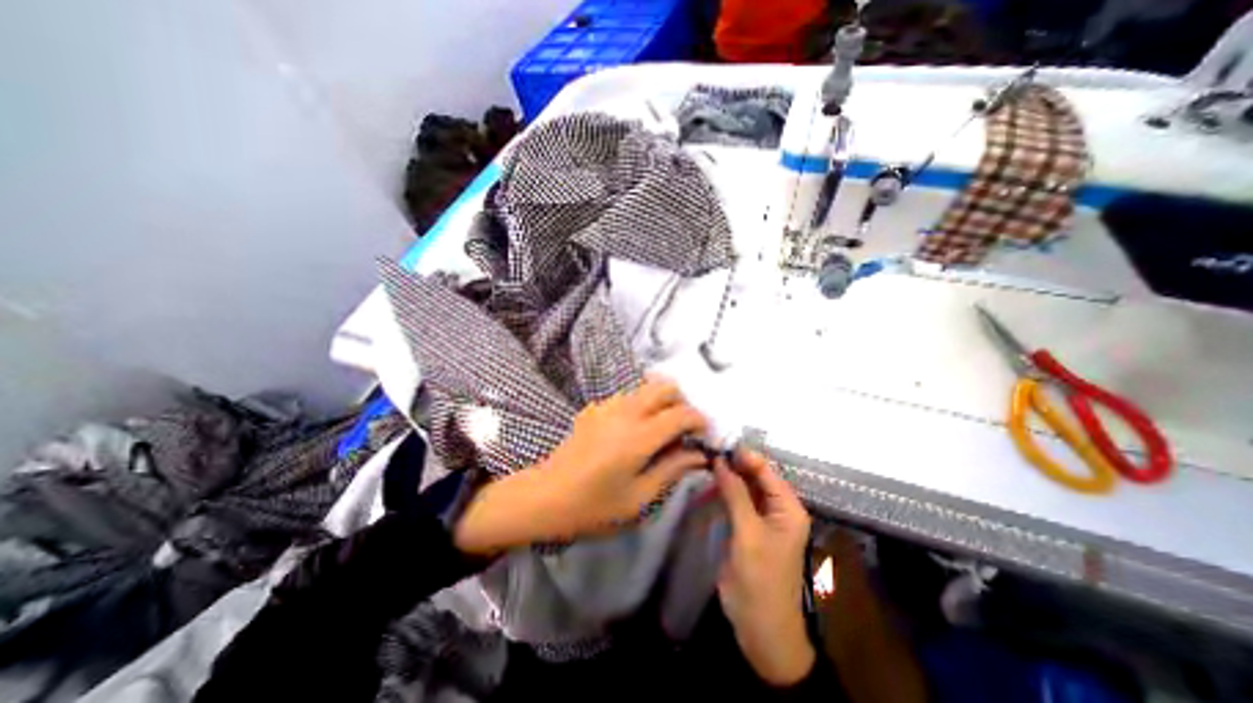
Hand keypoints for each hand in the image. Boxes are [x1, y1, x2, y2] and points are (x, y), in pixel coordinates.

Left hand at [451, 381, 709, 557]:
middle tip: (683, 429)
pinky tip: (633, 431)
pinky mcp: (594, 408)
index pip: (681, 414)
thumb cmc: (594, 507)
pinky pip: (626, 397)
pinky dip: (640, 406)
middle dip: (681, 402)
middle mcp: (625, 412)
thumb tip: (699, 455)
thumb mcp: (639, 498)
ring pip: (645, 388)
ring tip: (660, 430)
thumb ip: (672, 470)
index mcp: (639, 437)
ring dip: (661, 402)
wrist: (545, 497)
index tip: (705, 434)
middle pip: (664, 387)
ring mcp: (606, 406)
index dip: (699, 420)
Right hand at [714, 451, 811, 685]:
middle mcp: (776, 508)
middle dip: (732, 463)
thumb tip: (720, 461)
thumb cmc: (761, 578)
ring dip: (725, 476)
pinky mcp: (746, 527)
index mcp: (788, 507)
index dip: (743, 455)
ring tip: (702, 459)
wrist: (760, 627)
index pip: (766, 470)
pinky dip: (722, 491)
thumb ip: (736, 494)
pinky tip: (706, 482)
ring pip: (743, 487)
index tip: (717, 443)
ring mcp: (760, 517)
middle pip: (754, 476)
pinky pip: (735, 502)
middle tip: (705, 448)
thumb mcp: (748, 533)